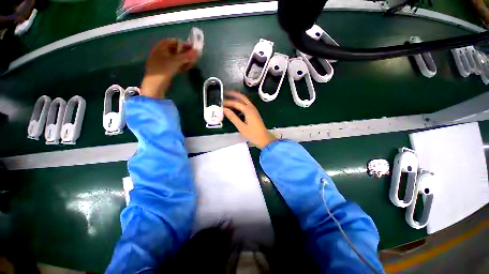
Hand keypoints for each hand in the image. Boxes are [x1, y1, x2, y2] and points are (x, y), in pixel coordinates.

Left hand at [141, 38, 198, 98]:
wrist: (155, 84)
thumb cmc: (164, 69)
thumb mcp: (176, 61)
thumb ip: (187, 56)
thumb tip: (197, 51)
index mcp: (161, 46)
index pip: (175, 41)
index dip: (185, 45)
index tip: (193, 50)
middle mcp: (161, 51)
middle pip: (176, 50)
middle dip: (185, 54)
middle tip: (194, 58)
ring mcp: (162, 61)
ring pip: (176, 58)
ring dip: (184, 60)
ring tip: (191, 64)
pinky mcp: (165, 69)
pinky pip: (174, 64)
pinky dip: (181, 65)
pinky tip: (186, 68)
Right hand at [223, 91, 275, 148]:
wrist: (263, 138)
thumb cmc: (252, 134)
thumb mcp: (241, 127)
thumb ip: (233, 117)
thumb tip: (225, 110)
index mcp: (248, 110)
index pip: (236, 103)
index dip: (227, 102)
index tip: (220, 103)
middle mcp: (251, 107)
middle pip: (242, 97)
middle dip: (233, 94)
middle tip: (225, 93)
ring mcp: (254, 110)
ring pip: (245, 100)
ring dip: (237, 98)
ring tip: (229, 99)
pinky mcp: (254, 113)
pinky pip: (246, 105)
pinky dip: (240, 103)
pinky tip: (236, 108)